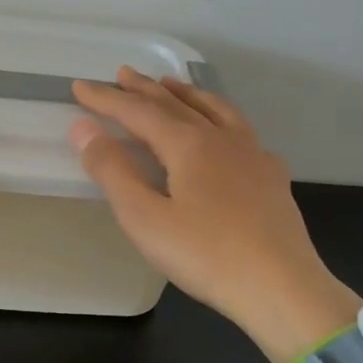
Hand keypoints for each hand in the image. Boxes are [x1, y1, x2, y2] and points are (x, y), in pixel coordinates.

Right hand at [70, 68, 360, 362]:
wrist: (282, 288)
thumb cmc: (205, 256)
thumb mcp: (144, 218)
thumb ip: (112, 170)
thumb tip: (82, 128)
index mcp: (188, 144)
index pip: (138, 112)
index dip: (107, 99)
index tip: (80, 86)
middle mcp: (222, 138)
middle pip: (176, 104)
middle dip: (144, 89)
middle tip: (121, 74)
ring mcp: (253, 154)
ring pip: (215, 109)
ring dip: (186, 94)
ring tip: (170, 84)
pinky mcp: (272, 177)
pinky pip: (242, 132)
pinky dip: (222, 119)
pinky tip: (226, 134)